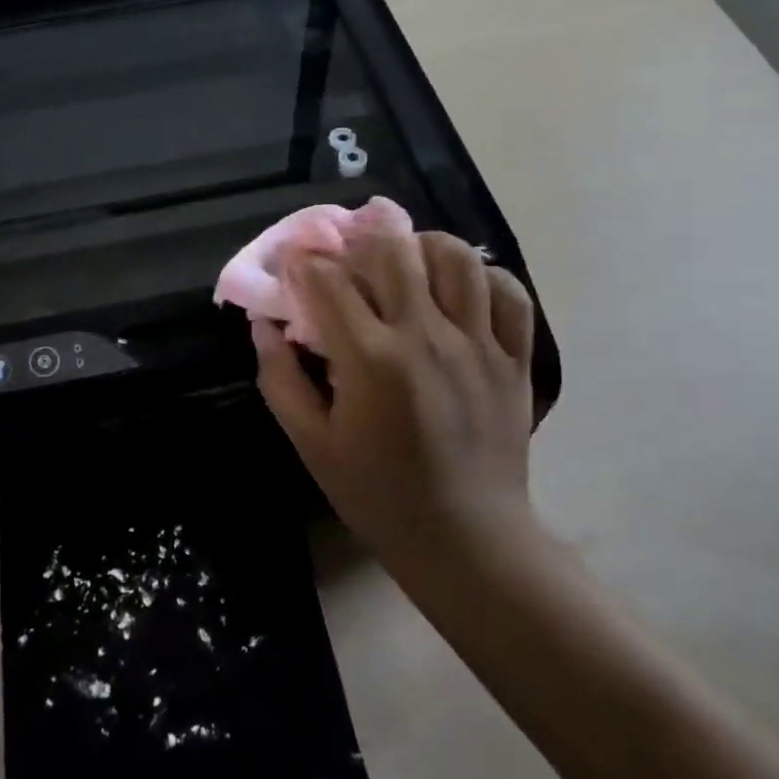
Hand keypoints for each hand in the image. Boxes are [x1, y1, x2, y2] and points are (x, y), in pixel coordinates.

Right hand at [251, 230, 540, 566]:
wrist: (465, 539)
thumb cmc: (377, 494)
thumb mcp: (311, 443)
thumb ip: (280, 378)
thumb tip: (264, 325)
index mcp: (370, 360)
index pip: (328, 280)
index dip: (302, 263)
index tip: (294, 265)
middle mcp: (426, 336)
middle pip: (392, 250)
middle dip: (359, 239)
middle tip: (347, 254)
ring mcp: (478, 343)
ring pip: (456, 258)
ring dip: (421, 246)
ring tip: (405, 261)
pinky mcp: (514, 358)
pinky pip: (509, 293)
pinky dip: (483, 277)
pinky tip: (459, 290)